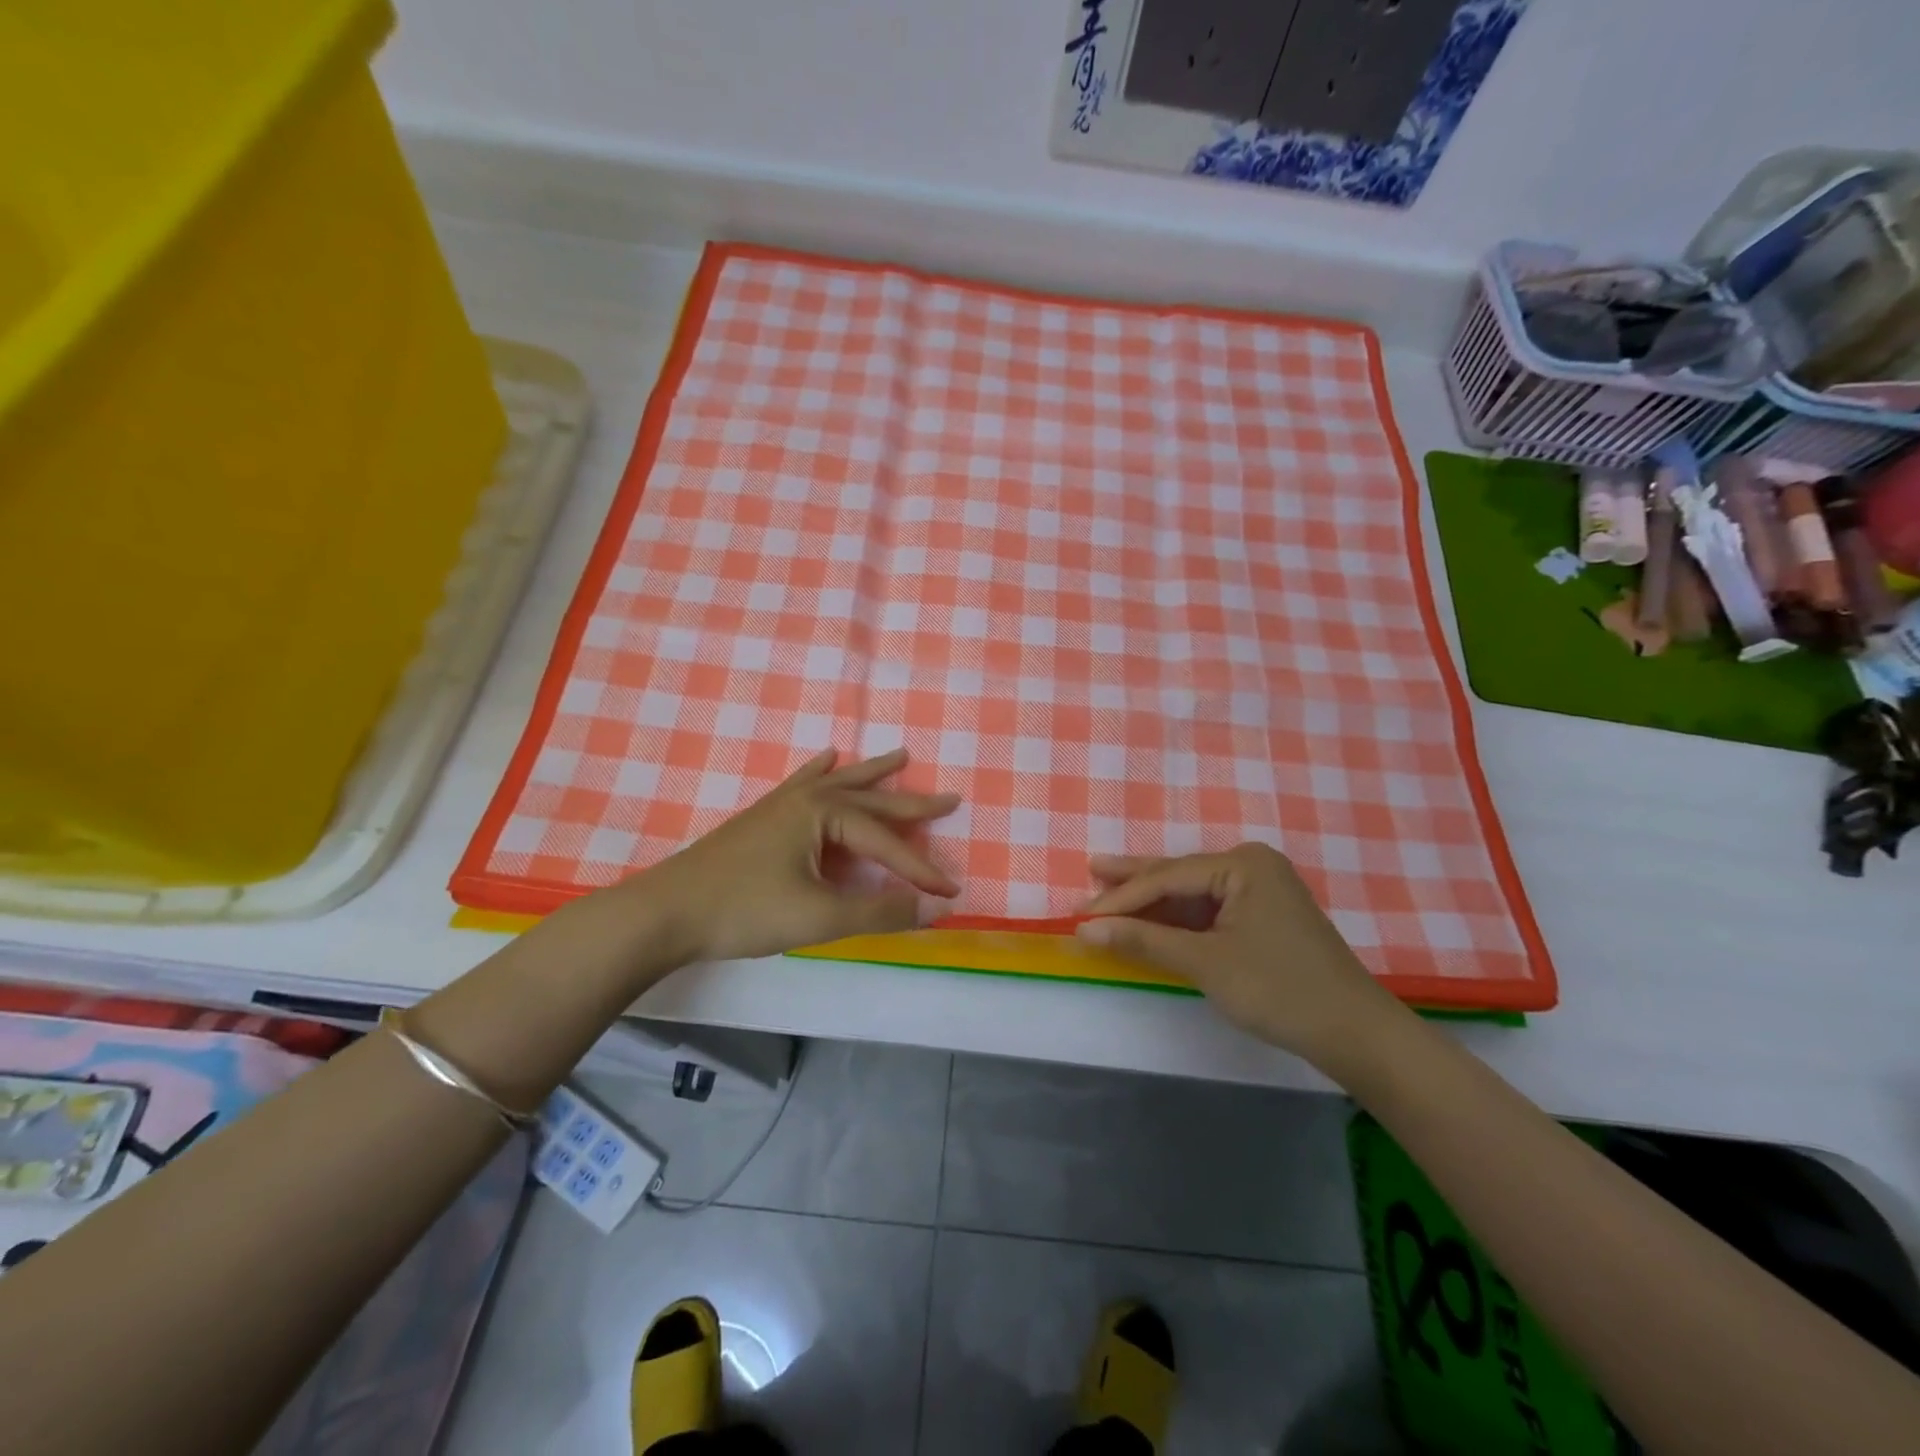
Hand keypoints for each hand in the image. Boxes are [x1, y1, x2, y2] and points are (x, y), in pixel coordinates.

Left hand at [633, 748, 959, 962]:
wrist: (666, 912)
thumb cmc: (745, 910)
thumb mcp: (820, 916)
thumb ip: (880, 911)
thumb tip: (934, 910)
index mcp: (824, 814)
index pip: (886, 843)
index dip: (921, 870)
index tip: (952, 894)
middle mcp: (808, 799)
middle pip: (871, 800)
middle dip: (912, 804)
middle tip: (950, 797)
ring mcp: (782, 804)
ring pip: (840, 783)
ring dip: (872, 773)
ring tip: (900, 756)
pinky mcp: (763, 816)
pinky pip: (803, 782)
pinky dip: (821, 770)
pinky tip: (827, 756)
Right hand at [1076, 843, 1400, 1065]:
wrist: (1355, 1033)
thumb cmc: (1278, 989)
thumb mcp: (1205, 963)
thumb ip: (1144, 941)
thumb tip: (1085, 929)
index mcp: (1242, 864)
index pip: (1167, 877)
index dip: (1122, 898)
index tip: (1082, 914)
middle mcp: (1252, 866)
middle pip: (1179, 874)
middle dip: (1134, 881)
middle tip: (1091, 872)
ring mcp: (1261, 891)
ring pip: (1192, 892)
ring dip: (1153, 901)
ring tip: (1108, 889)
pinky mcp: (1265, 917)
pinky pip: (1210, 909)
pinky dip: (1179, 919)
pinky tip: (1151, 918)